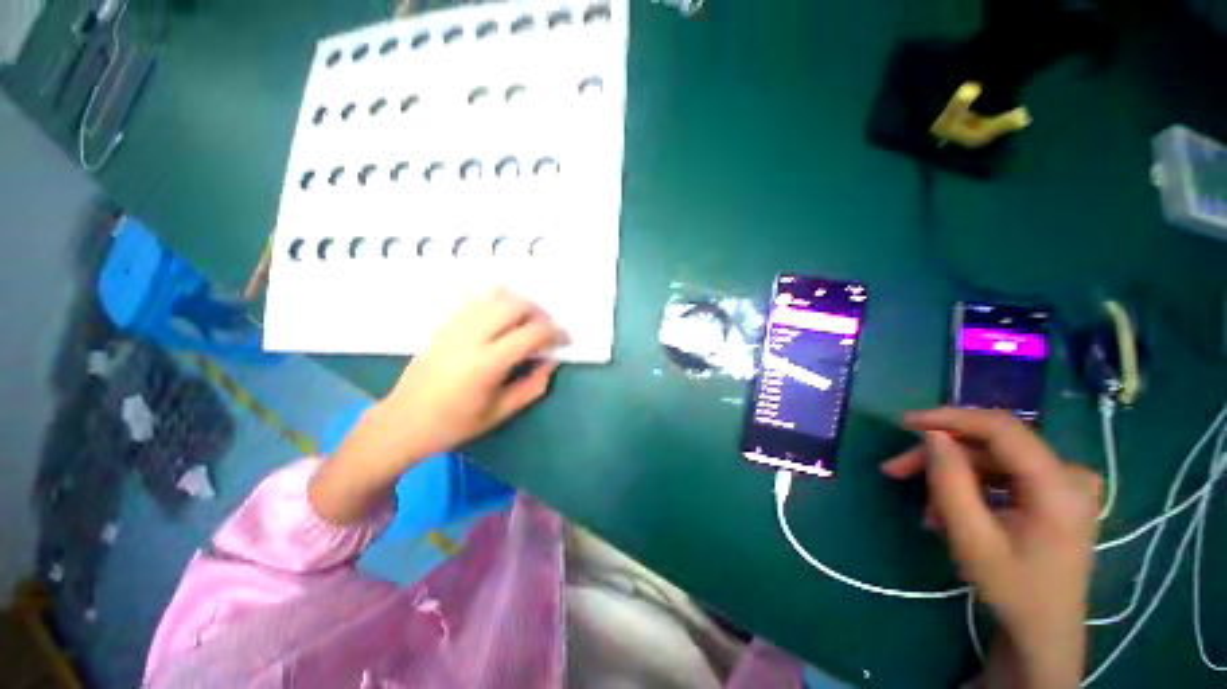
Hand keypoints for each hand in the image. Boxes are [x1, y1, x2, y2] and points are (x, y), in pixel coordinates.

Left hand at [311, 289, 564, 523]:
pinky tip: (502, 319)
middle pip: (516, 304)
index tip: (565, 340)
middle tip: (547, 329)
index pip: (532, 333)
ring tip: (527, 322)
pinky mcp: (445, 323)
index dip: (556, 333)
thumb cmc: (455, 424)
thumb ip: (533, 385)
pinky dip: (497, 302)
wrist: (403, 421)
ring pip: (496, 295)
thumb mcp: (501, 412)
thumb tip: (552, 361)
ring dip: (520, 304)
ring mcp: (455, 326)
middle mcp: (472, 336)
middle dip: (540, 312)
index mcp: (487, 364)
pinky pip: (476, 298)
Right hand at [882, 408, 1099, 687]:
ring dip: (952, 474)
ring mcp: (1067, 482)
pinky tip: (951, 507)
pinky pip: (1004, 472)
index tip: (905, 422)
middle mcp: (1071, 474)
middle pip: (992, 446)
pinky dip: (971, 484)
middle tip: (896, 470)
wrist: (1046, 628)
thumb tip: (933, 435)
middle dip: (941, 456)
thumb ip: (951, 481)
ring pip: (993, 458)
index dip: (951, 418)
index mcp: (1060, 487)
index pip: (1002, 429)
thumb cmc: (1012, 589)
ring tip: (925, 504)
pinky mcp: (1058, 490)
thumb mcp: (972, 539)